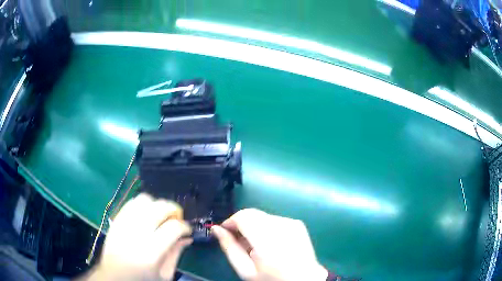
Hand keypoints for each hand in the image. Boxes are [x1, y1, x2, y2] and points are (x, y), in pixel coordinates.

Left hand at [86, 193, 191, 280]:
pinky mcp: (116, 220)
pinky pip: (131, 202)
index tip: (187, 230)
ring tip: (161, 215)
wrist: (115, 277)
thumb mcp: (165, 275)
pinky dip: (143, 204)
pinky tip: (146, 214)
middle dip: (173, 209)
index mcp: (151, 252)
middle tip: (176, 219)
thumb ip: (176, 254)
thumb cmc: (142, 279)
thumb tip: (187, 238)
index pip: (173, 227)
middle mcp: (136, 233)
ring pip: (144, 200)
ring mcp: (124, 224)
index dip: (185, 226)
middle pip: (159, 207)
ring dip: (157, 205)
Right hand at [211, 209, 327, 280]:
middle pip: (251, 213)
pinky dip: (265, 227)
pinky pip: (273, 219)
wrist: (304, 280)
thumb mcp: (246, 270)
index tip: (224, 233)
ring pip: (261, 216)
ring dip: (252, 226)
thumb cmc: (272, 279)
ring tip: (254, 245)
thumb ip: (229, 248)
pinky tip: (268, 243)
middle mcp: (281, 226)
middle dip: (240, 224)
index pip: (242, 216)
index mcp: (267, 239)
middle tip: (238, 242)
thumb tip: (216, 229)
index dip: (230, 222)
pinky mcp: (297, 223)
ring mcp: (291, 222)